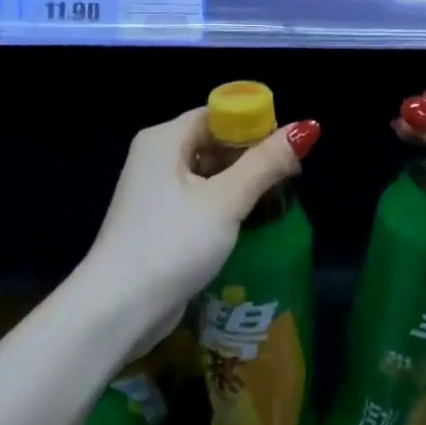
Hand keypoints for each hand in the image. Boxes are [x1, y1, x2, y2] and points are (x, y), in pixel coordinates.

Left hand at [84, 107, 318, 356]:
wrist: (118, 309)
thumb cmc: (172, 243)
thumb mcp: (226, 201)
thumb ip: (265, 164)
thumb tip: (307, 127)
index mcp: (164, 139)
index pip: (217, 115)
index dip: (255, 125)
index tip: (288, 148)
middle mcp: (155, 158)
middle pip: (212, 142)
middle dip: (251, 157)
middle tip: (291, 177)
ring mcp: (153, 193)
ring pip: (207, 175)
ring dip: (240, 184)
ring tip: (278, 200)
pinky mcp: (158, 223)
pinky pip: (198, 201)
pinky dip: (224, 206)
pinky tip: (250, 223)